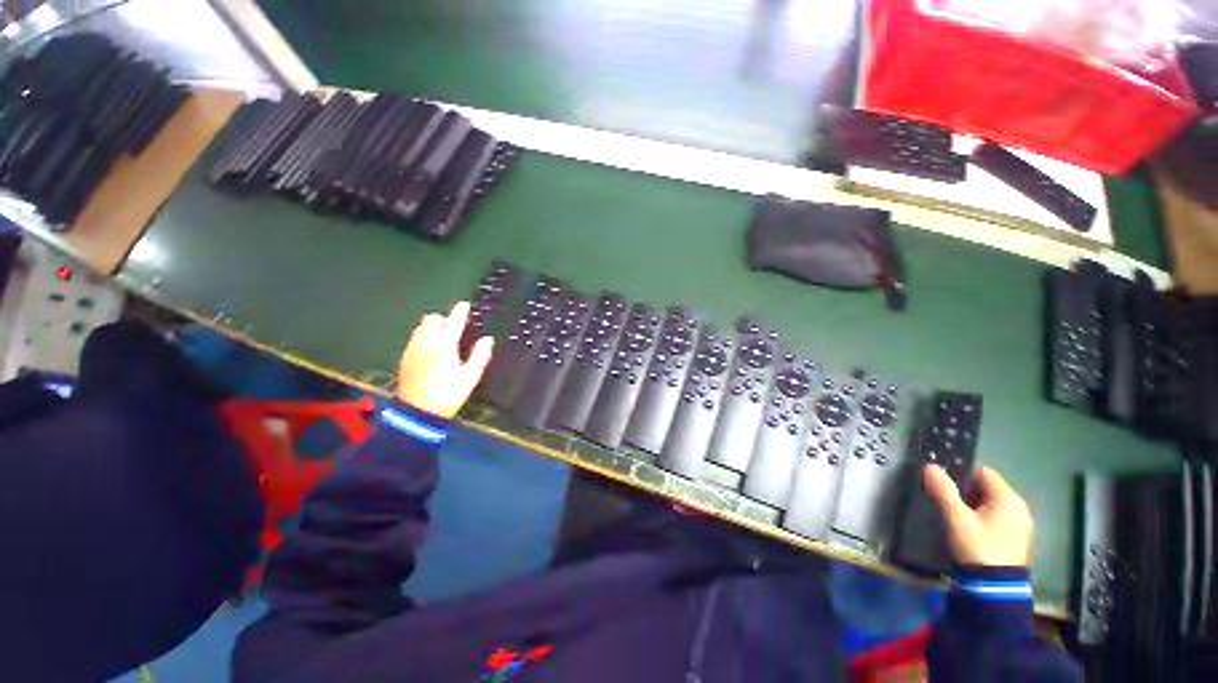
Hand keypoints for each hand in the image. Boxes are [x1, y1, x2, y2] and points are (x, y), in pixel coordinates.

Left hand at [396, 302, 493, 418]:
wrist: (417, 413)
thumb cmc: (448, 394)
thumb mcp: (471, 376)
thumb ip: (480, 355)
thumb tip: (487, 339)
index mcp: (445, 345)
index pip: (454, 321)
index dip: (461, 311)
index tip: (465, 305)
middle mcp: (426, 342)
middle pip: (431, 319)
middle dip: (443, 318)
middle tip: (453, 326)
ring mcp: (413, 350)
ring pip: (420, 328)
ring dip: (432, 327)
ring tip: (442, 337)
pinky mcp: (404, 359)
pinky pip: (414, 339)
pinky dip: (423, 337)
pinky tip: (429, 349)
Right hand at [924, 465, 1033, 566]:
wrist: (995, 588)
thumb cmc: (978, 546)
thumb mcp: (956, 518)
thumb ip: (943, 491)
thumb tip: (930, 466)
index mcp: (1008, 498)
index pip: (983, 472)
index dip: (962, 475)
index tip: (944, 486)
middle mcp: (1020, 507)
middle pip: (988, 488)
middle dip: (967, 492)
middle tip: (947, 502)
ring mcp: (1021, 525)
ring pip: (992, 504)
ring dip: (974, 506)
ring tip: (956, 517)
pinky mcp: (1017, 539)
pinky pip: (997, 518)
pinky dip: (983, 519)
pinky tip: (970, 530)